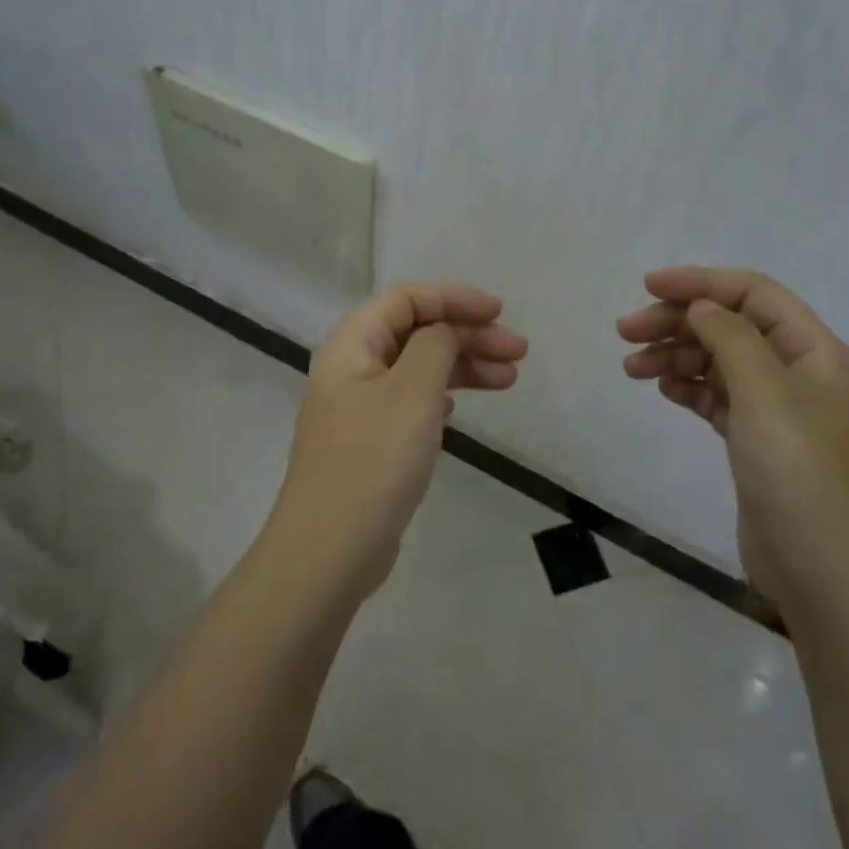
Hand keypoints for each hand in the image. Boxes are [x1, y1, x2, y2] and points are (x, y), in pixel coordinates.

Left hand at [274, 282, 526, 596]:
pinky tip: (461, 407)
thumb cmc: (374, 460)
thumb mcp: (412, 392)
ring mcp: (359, 408)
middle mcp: (351, 369)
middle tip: (518, 352)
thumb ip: (435, 346)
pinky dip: (442, 395)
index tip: (499, 312)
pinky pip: (412, 401)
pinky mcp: (370, 443)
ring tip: (510, 379)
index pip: (405, 299)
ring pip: (418, 369)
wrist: (330, 550)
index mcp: (352, 345)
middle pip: (415, 332)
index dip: (453, 298)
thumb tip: (445, 329)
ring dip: (463, 366)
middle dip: (468, 335)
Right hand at [618, 267, 848, 595]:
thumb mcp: (765, 392)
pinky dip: (687, 387)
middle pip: (729, 326)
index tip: (647, 287)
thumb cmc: (798, 471)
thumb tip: (702, 305)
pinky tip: (662, 388)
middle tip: (625, 332)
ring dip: (675, 355)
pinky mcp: (755, 442)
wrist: (822, 570)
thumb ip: (730, 337)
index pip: (753, 294)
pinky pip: (715, 398)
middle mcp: (796, 372)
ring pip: (717, 362)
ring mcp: (776, 410)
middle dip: (677, 322)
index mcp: (812, 350)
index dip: (700, 282)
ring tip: (631, 367)